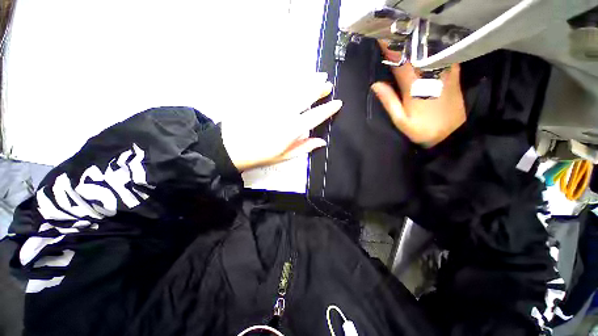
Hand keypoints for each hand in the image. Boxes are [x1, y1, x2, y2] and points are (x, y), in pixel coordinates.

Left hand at [222, 73, 341, 170]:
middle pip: (305, 97)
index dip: (327, 110)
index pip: (314, 117)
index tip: (337, 103)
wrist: (231, 147)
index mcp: (291, 129)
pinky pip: (276, 84)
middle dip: (318, 89)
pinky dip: (288, 79)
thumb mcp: (284, 156)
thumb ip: (304, 147)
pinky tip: (295, 75)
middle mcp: (284, 113)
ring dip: (307, 81)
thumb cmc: (260, 155)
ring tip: (317, 75)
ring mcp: (272, 102)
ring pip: (293, 87)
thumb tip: (322, 141)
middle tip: (328, 83)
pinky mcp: (260, 96)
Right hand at [371, 41, 465, 146]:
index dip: (390, 50)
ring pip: (430, 51)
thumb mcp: (400, 120)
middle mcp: (430, 75)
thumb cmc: (422, 129)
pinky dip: (435, 47)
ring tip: (408, 33)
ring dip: (418, 41)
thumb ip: (389, 101)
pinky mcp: (453, 75)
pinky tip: (429, 43)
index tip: (382, 38)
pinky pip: (444, 55)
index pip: (400, 63)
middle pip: (416, 53)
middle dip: (403, 42)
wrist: (451, 134)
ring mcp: (443, 73)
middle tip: (393, 32)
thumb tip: (376, 85)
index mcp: (414, 87)